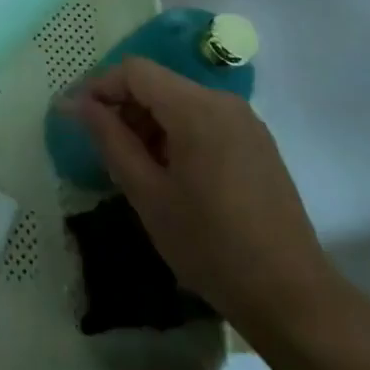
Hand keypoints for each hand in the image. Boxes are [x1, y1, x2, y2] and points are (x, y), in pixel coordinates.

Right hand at [66, 57, 344, 343]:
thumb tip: (76, 104)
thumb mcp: (148, 194)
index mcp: (196, 108)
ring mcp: (245, 121)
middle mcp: (222, 102)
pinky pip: (204, 120)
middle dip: (124, 107)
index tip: (77, 118)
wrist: (293, 298)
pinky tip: (171, 176)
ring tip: (135, 167)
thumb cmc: (211, 246)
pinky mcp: (256, 143)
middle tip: (103, 148)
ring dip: (149, 122)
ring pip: (180, 102)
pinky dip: (177, 134)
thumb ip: (110, 140)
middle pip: (158, 83)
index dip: (100, 86)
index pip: (134, 71)